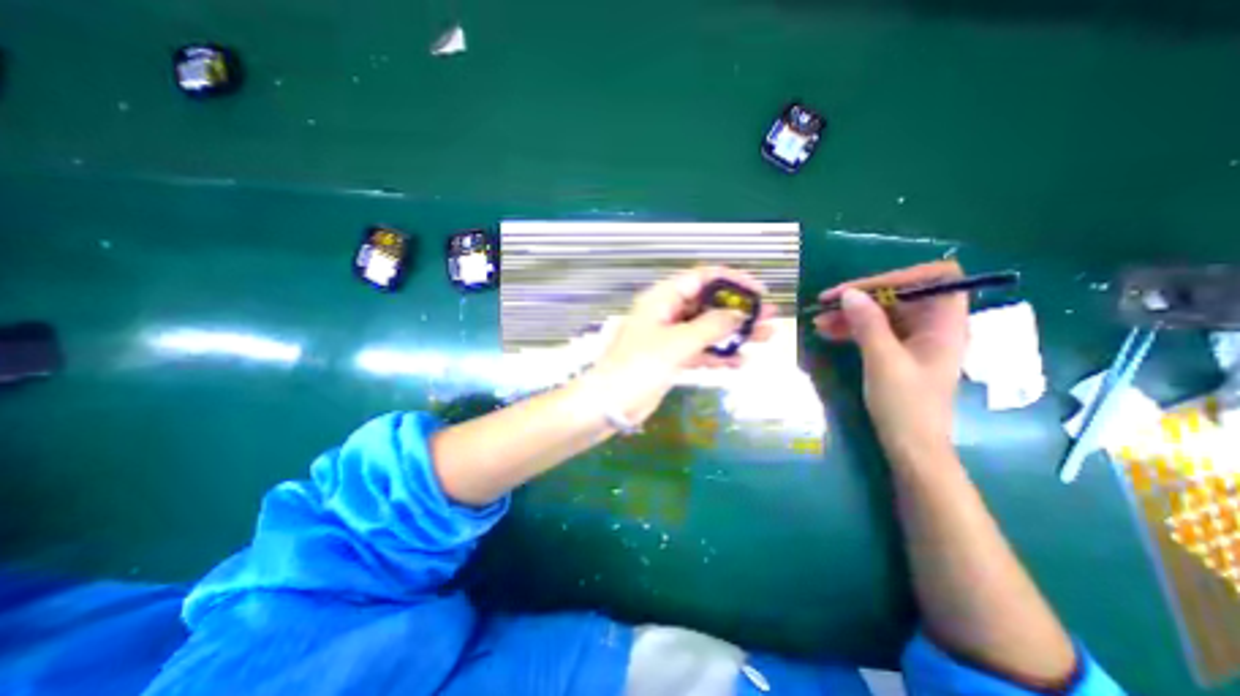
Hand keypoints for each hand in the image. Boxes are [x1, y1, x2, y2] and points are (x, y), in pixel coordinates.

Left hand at [588, 267, 771, 424]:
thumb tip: (739, 314)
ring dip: (734, 333)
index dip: (733, 281)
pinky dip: (719, 355)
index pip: (702, 278)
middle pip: (709, 304)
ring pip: (708, 328)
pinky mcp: (671, 358)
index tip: (759, 292)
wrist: (610, 403)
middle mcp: (667, 312)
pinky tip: (740, 362)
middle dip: (739, 310)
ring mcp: (670, 336)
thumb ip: (711, 326)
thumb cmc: (639, 366)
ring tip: (765, 338)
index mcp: (663, 298)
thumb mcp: (678, 342)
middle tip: (769, 318)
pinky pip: (700, 350)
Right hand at [815, 260, 967, 455]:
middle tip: (825, 304)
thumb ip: (868, 324)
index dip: (898, 276)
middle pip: (899, 295)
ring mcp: (913, 339)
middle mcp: (932, 326)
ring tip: (818, 321)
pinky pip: (874, 330)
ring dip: (850, 314)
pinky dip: (851, 328)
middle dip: (861, 297)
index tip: (861, 289)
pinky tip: (827, 332)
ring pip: (881, 313)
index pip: (934, 278)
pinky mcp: (897, 351)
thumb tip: (849, 294)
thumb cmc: (905, 404)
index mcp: (945, 324)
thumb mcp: (883, 361)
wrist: (910, 444)